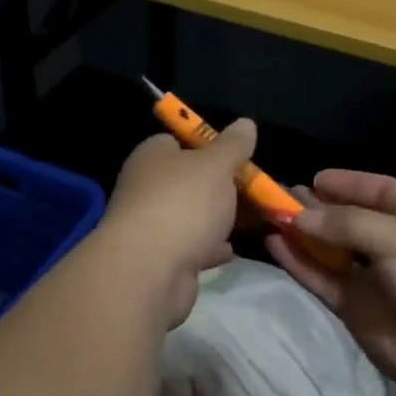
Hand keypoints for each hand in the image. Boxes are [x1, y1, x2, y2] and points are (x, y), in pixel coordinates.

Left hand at [99, 119, 256, 326]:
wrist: (149, 272)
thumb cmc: (183, 204)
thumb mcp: (216, 165)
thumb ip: (233, 145)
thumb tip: (245, 123)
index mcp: (152, 156)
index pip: (177, 141)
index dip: (206, 146)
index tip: (235, 156)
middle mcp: (145, 187)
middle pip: (187, 180)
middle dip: (217, 186)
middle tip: (250, 190)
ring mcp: (149, 225)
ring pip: (189, 216)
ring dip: (214, 219)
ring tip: (249, 220)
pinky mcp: (157, 260)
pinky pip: (189, 248)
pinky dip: (208, 248)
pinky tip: (230, 250)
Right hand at [265, 170, 395, 395]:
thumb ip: (346, 225)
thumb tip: (298, 216)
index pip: (376, 190)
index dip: (346, 183)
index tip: (313, 178)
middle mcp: (391, 242)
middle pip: (346, 219)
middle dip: (316, 207)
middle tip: (278, 195)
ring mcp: (372, 278)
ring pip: (329, 250)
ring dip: (301, 233)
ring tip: (267, 214)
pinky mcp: (355, 309)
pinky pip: (322, 279)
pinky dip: (299, 263)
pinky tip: (275, 244)